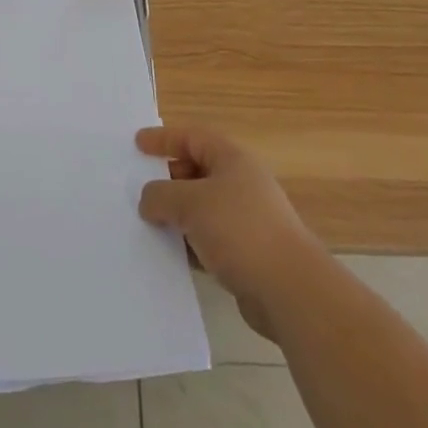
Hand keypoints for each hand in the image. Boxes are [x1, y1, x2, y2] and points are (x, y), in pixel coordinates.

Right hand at [136, 125, 322, 340]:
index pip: (192, 137)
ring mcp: (246, 219)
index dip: (163, 138)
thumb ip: (161, 195)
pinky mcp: (247, 253)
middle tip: (139, 189)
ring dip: (176, 215)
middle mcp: (241, 183)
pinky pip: (209, 239)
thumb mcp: (190, 203)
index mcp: (232, 159)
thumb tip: (148, 200)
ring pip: (201, 208)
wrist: (290, 291)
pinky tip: (171, 255)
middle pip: (196, 171)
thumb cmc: (240, 230)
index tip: (137, 144)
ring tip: (147, 224)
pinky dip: (189, 242)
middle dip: (167, 179)